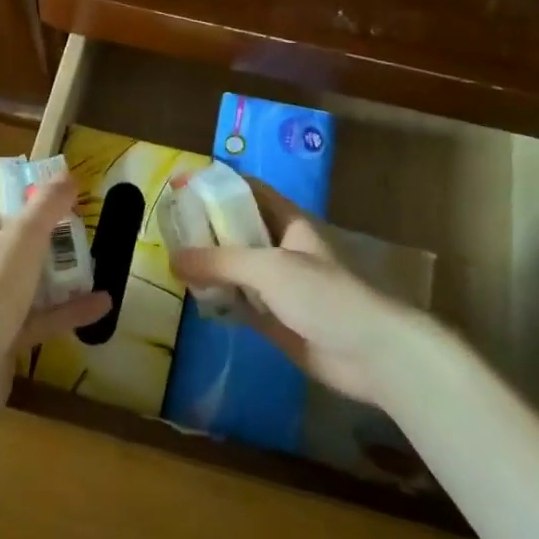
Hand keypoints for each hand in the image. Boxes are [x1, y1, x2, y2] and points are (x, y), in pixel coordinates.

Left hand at [0, 174, 110, 433]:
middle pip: (11, 234)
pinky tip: (102, 304)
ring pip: (29, 276)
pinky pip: (42, 316)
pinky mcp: (6, 335)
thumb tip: (66, 175)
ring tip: (95, 257)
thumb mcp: (20, 240)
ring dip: (60, 268)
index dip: (10, 181)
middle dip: (45, 225)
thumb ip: (45, 207)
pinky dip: (69, 309)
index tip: (45, 177)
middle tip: (80, 217)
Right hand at [171, 181, 433, 408]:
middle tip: (166, 229)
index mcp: (289, 222)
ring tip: (169, 261)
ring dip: (209, 265)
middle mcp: (281, 248)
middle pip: (238, 229)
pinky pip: (239, 302)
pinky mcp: (275, 318)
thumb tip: (173, 259)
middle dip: (205, 227)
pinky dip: (218, 299)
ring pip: (236, 267)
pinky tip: (192, 298)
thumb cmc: (324, 295)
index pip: (248, 191)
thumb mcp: (269, 268)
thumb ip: (220, 262)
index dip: (217, 185)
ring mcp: (278, 285)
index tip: (181, 186)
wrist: (371, 353)